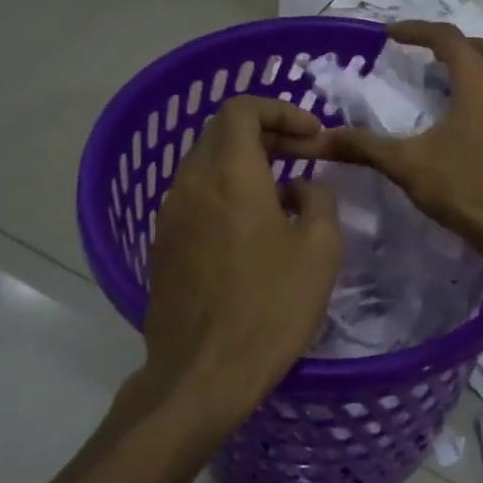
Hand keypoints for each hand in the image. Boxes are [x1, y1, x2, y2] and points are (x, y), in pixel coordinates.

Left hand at [140, 96, 342, 420]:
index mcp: (230, 174)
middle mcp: (191, 184)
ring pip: (206, 165)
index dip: (280, 110)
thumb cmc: (271, 307)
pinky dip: (226, 193)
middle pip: (221, 133)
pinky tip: (253, 230)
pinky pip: (196, 199)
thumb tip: (300, 187)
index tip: (312, 136)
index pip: (242, 109)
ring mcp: (170, 216)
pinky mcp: (163, 247)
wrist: (203, 373)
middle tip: (304, 156)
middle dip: (266, 133)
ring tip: (283, 194)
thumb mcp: (320, 249)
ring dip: (245, 165)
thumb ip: (317, 200)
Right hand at [298, 21, 482, 265]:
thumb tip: (318, 139)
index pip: (446, 37)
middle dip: (455, 47)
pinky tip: (480, 132)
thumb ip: (365, 147)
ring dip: (480, 73)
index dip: (416, 31)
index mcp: (479, 80)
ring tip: (452, 93)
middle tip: (429, 60)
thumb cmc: (469, 189)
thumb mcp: (409, 166)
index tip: (391, 35)